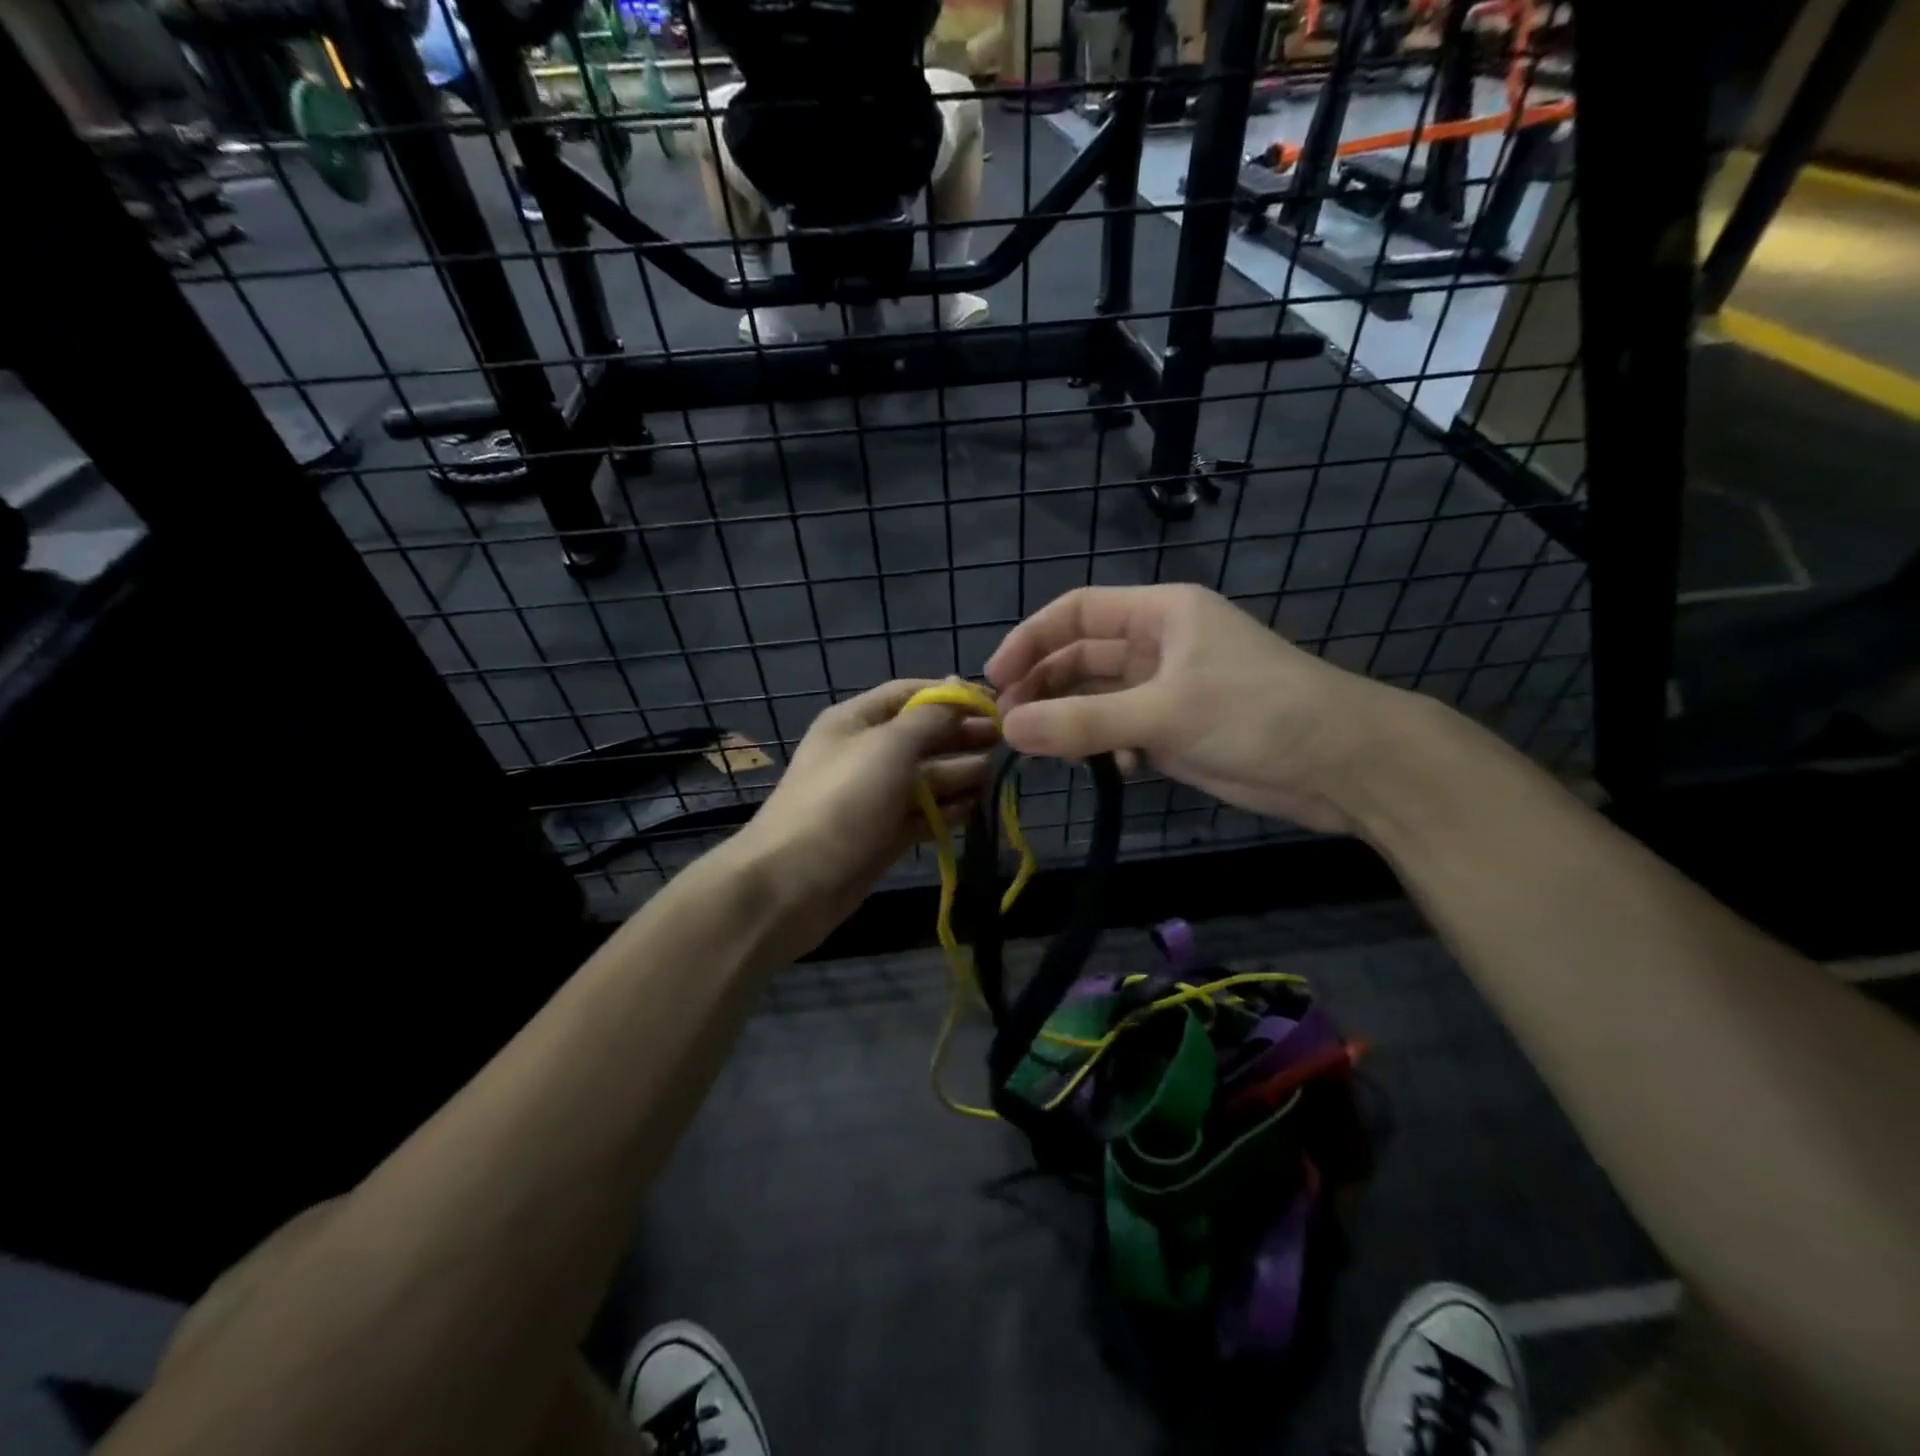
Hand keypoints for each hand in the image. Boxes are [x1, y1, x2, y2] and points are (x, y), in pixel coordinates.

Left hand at [726, 679, 996, 954]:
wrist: (793, 883)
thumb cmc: (843, 801)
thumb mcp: (889, 746)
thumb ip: (929, 717)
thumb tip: (956, 687)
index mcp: (856, 721)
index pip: (910, 694)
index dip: (952, 695)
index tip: (996, 703)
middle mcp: (866, 752)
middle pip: (923, 735)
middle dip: (962, 735)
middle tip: (1007, 742)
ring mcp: (875, 796)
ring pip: (926, 777)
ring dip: (960, 773)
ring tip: (996, 775)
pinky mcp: (884, 834)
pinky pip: (922, 813)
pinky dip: (947, 810)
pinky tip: (976, 809)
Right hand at [984, 584, 1410, 833]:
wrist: (1345, 765)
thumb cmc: (1256, 714)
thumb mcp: (1163, 713)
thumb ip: (1083, 722)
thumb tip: (1009, 731)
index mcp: (1160, 614)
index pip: (1077, 612)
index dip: (1030, 640)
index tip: (995, 680)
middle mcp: (1160, 644)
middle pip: (1083, 656)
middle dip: (1045, 686)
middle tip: (1010, 726)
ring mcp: (1170, 690)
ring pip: (1100, 698)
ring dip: (1071, 720)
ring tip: (1041, 750)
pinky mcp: (1180, 730)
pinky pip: (1124, 732)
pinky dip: (1107, 749)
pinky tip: (1110, 770)